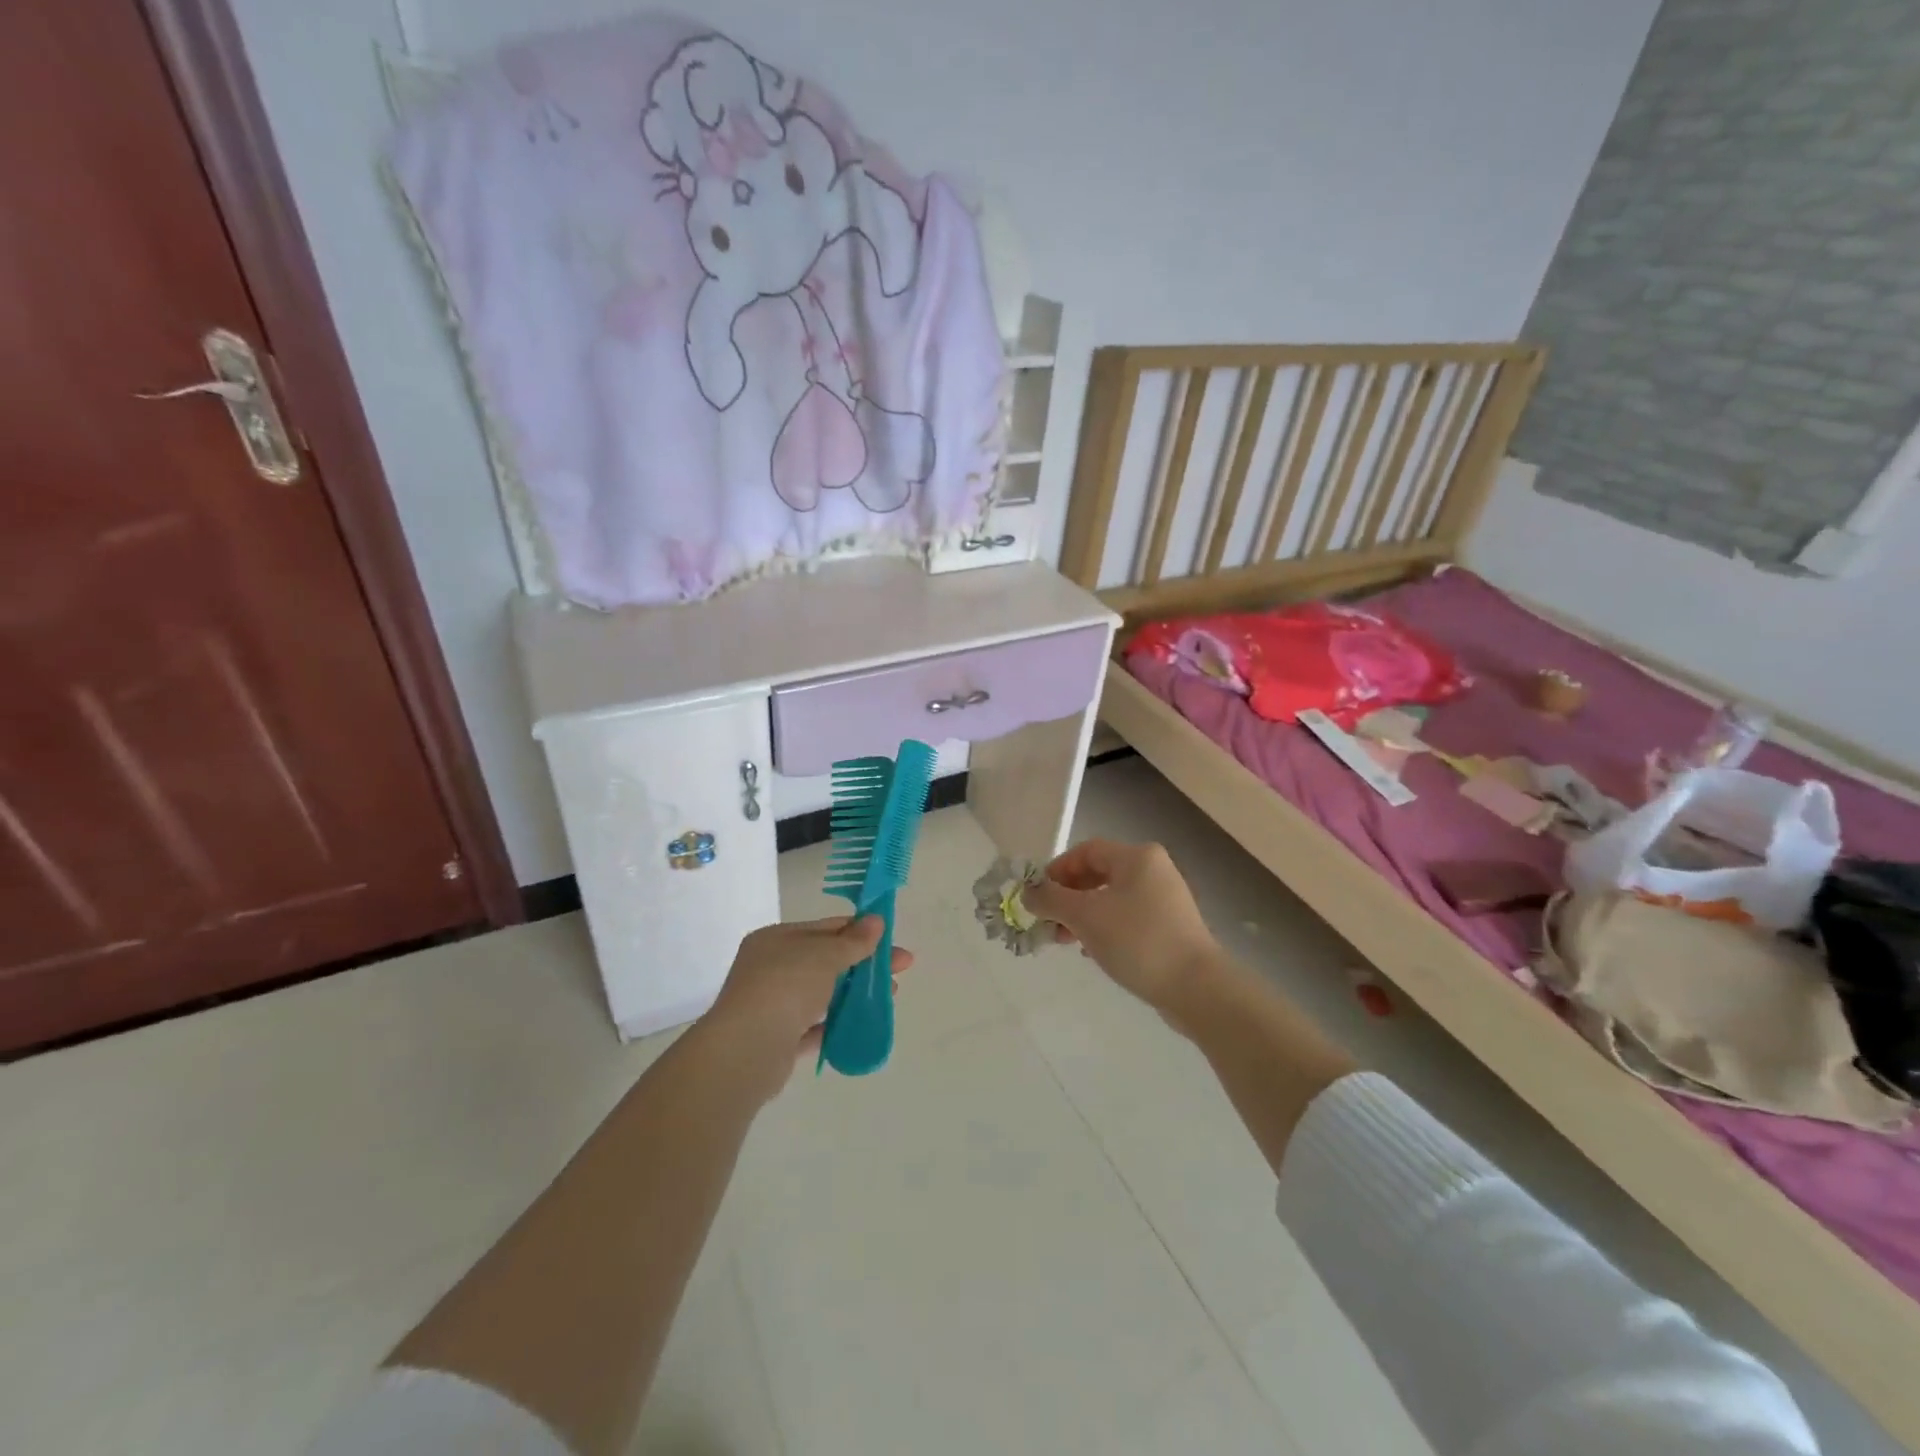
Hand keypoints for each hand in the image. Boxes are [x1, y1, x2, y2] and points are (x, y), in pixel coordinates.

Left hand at [702, 917, 912, 1094]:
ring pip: (822, 994)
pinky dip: (839, 1024)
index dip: (859, 931)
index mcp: (776, 939)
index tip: (890, 938)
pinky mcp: (779, 1041)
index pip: (824, 928)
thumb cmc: (786, 985)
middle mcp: (770, 968)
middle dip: (864, 964)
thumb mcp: (825, 954)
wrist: (748, 1049)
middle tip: (901, 969)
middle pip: (825, 961)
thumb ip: (853, 941)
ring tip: (889, 996)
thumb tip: (876, 920)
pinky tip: (865, 1024)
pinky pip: (815, 1027)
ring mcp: (773, 1006)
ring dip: (856, 993)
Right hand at [1023, 840, 1221, 1016]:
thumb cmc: (1137, 940)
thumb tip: (1027, 893)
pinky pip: (1127, 919)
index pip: (1086, 850)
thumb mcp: (1085, 916)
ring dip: (1082, 916)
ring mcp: (1165, 900)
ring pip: (1111, 899)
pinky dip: (1104, 929)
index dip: (1057, 870)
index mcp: (1137, 857)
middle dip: (1067, 898)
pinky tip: (1092, 953)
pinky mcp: (1170, 927)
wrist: (1196, 987)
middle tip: (1048, 923)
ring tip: (1064, 941)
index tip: (1037, 897)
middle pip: (1098, 874)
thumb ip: (1051, 900)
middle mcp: (1153, 870)